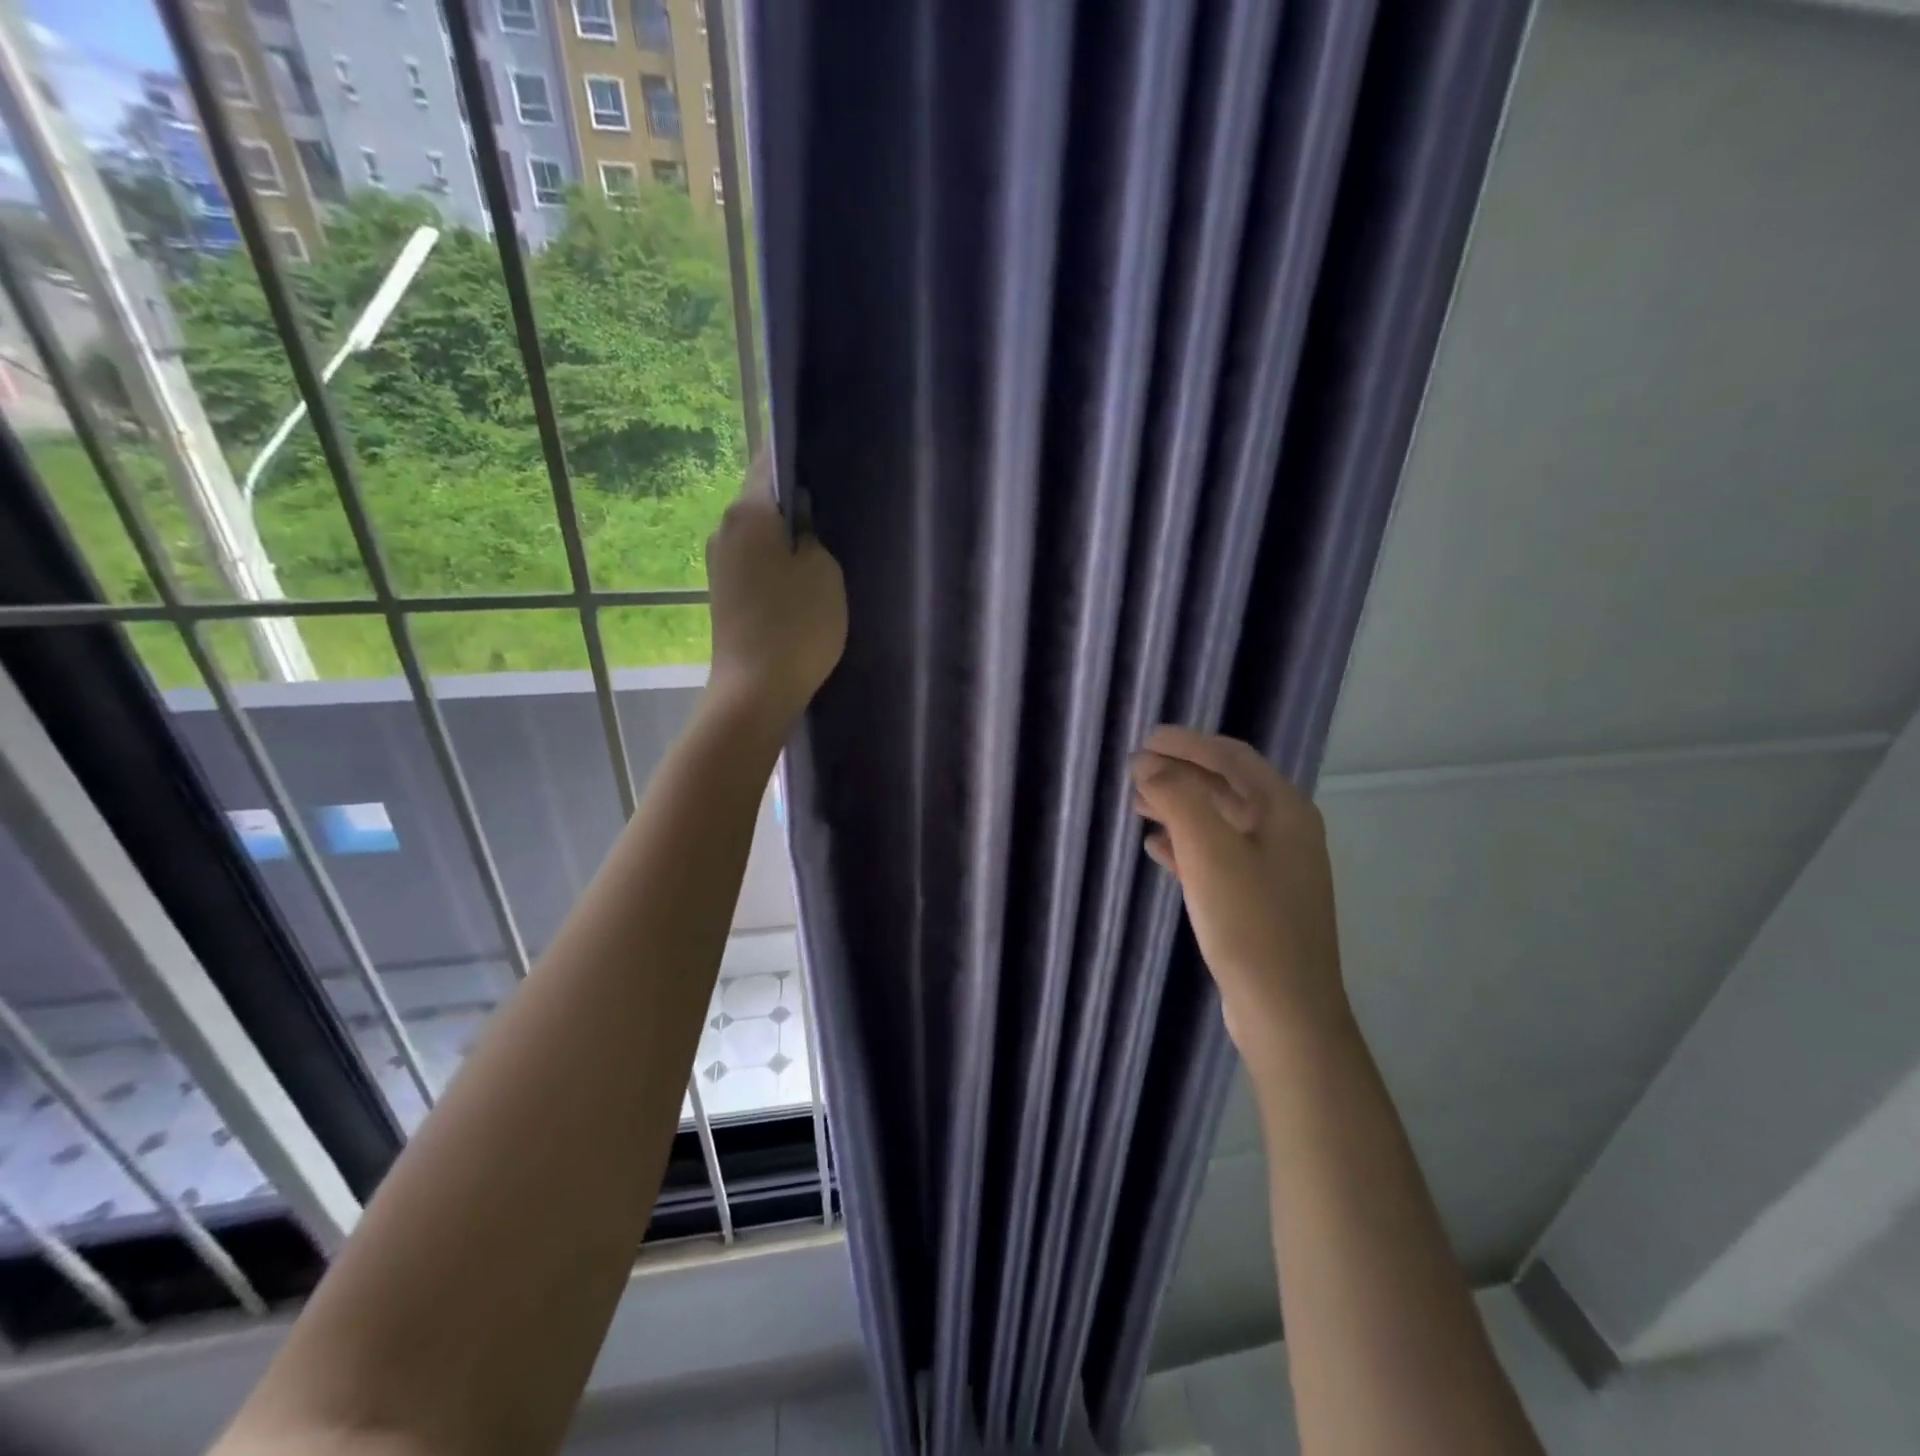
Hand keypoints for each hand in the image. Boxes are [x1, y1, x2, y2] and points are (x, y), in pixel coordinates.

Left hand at [705, 457, 847, 733]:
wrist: (756, 691)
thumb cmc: (797, 625)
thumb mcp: (824, 570)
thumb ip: (814, 532)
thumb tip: (802, 513)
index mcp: (748, 512)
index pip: (770, 460)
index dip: (799, 455)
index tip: (828, 462)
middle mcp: (725, 529)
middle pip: (764, 499)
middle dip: (797, 501)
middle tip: (837, 511)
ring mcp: (720, 563)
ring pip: (761, 533)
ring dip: (788, 537)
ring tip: (827, 550)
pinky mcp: (724, 593)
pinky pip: (756, 562)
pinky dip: (777, 564)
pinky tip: (803, 582)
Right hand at [1131, 726, 1348, 1073]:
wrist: (1285, 1011)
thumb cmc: (1250, 923)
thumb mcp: (1210, 851)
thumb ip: (1178, 797)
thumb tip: (1147, 763)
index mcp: (1283, 810)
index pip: (1231, 757)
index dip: (1188, 743)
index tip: (1146, 739)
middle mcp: (1284, 830)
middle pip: (1225, 786)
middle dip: (1179, 774)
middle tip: (1134, 771)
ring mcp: (1273, 867)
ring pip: (1218, 821)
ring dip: (1179, 807)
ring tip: (1137, 805)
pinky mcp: (1257, 898)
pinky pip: (1217, 855)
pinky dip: (1186, 844)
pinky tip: (1157, 848)